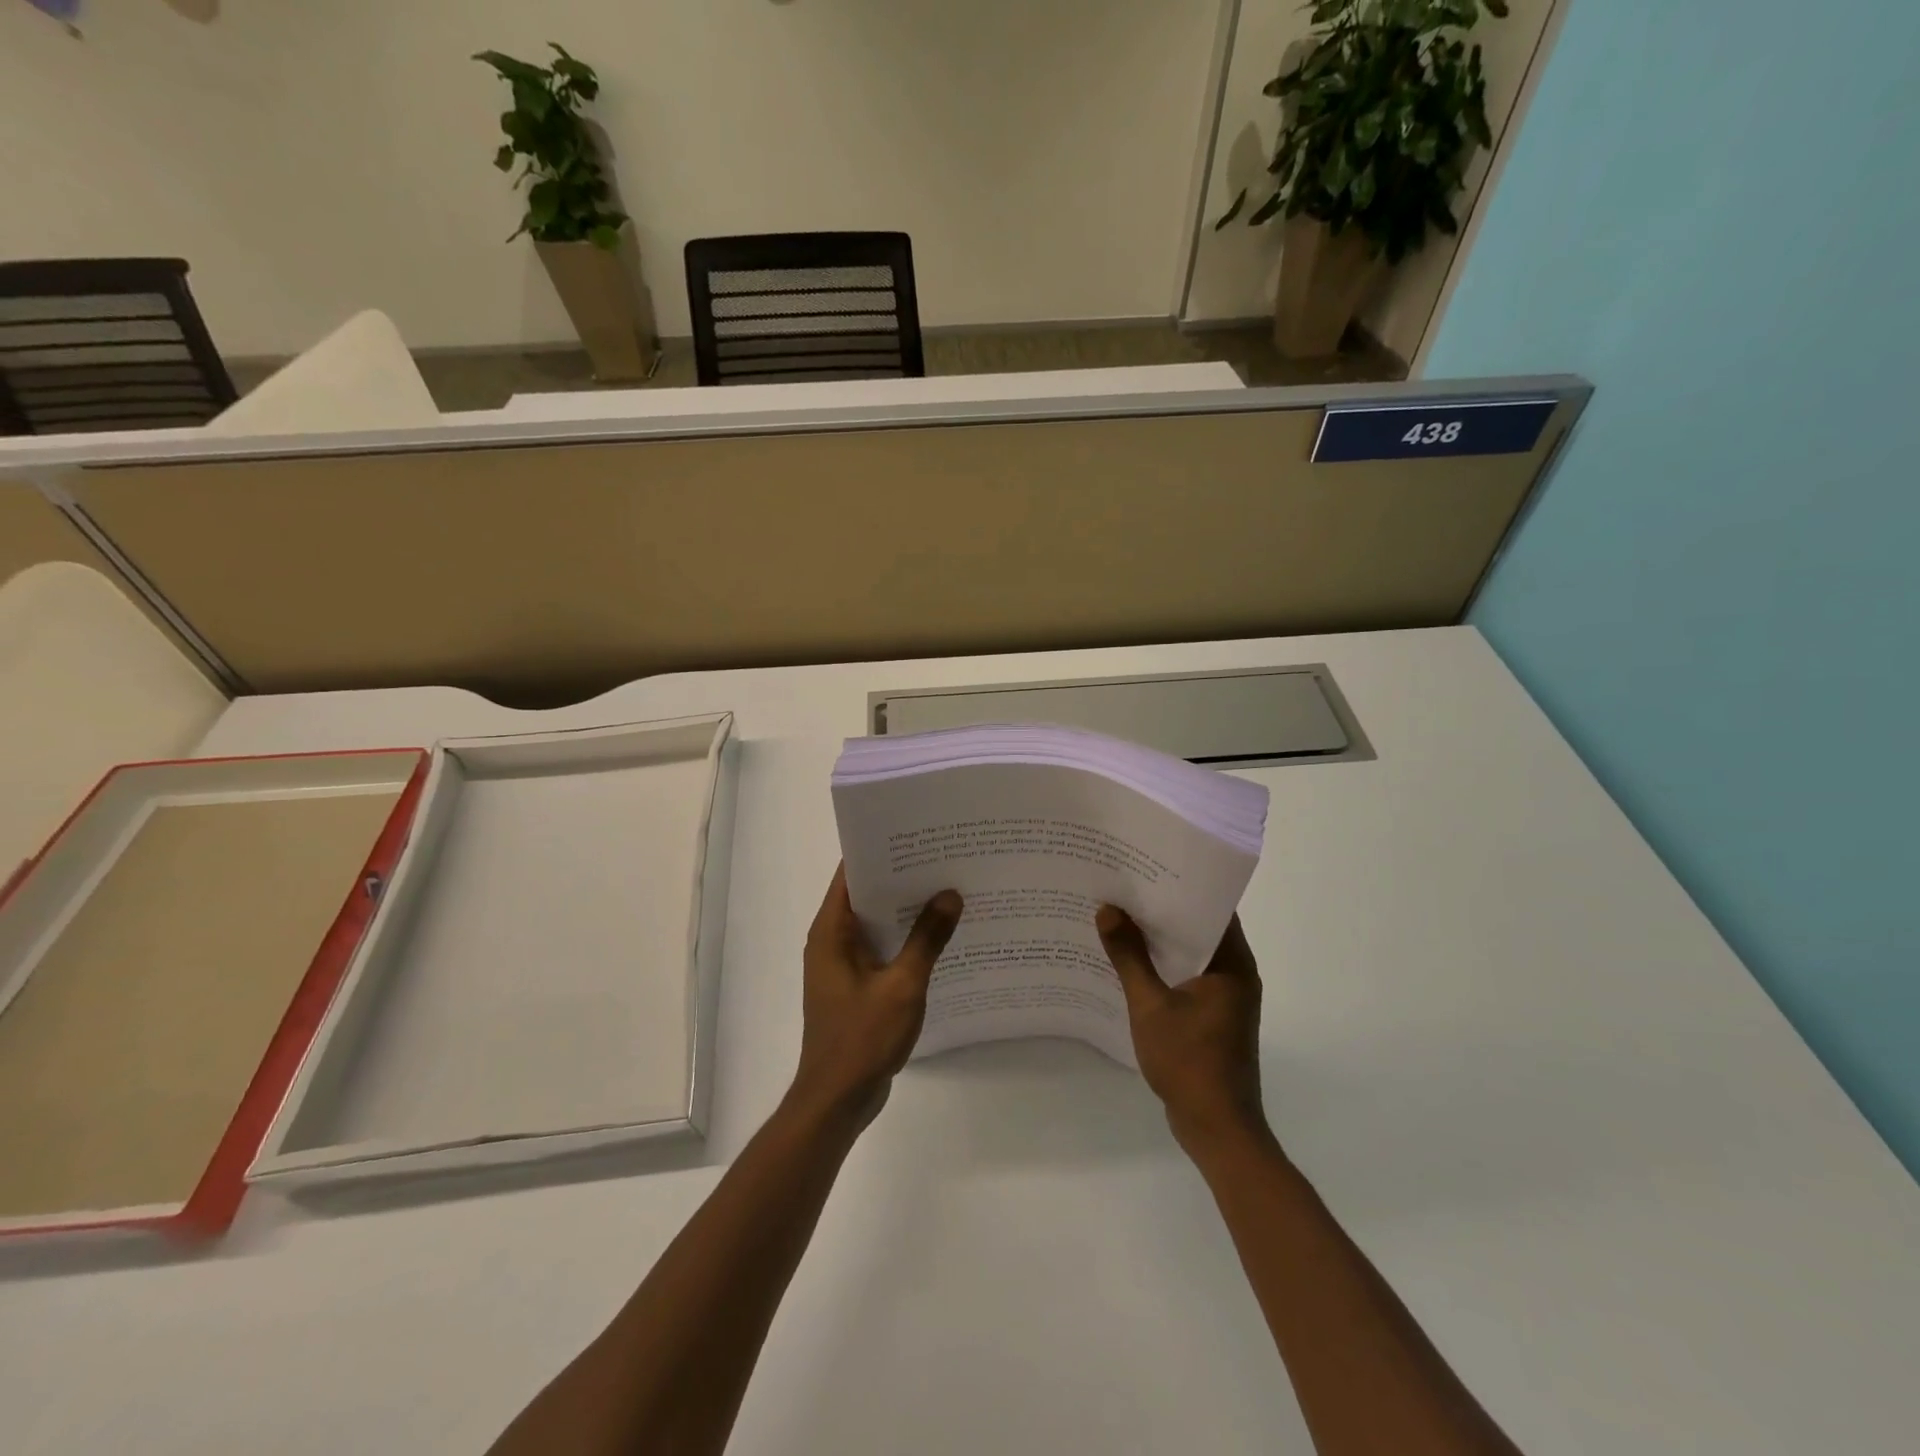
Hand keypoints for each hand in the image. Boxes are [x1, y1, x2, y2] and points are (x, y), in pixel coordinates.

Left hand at [793, 865, 962, 1125]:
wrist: (837, 1100)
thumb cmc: (862, 1039)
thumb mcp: (902, 986)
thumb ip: (927, 939)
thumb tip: (950, 895)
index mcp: (832, 932)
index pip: (851, 874)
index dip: (881, 850)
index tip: (917, 834)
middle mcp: (832, 941)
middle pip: (866, 895)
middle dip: (902, 877)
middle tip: (944, 857)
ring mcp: (843, 965)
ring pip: (877, 923)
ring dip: (906, 910)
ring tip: (949, 889)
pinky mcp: (856, 986)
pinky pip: (882, 949)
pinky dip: (905, 939)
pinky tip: (940, 937)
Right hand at [1096, 908, 1269, 1155]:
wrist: (1217, 1128)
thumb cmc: (1189, 1062)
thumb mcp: (1151, 1005)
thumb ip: (1129, 957)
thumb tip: (1108, 910)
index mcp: (1232, 964)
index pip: (1213, 907)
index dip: (1182, 884)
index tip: (1148, 866)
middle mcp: (1236, 973)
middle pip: (1201, 927)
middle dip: (1164, 909)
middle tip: (1125, 887)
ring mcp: (1226, 997)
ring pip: (1193, 953)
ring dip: (1162, 939)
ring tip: (1121, 916)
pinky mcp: (1215, 1016)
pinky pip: (1189, 976)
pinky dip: (1165, 965)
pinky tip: (1131, 961)